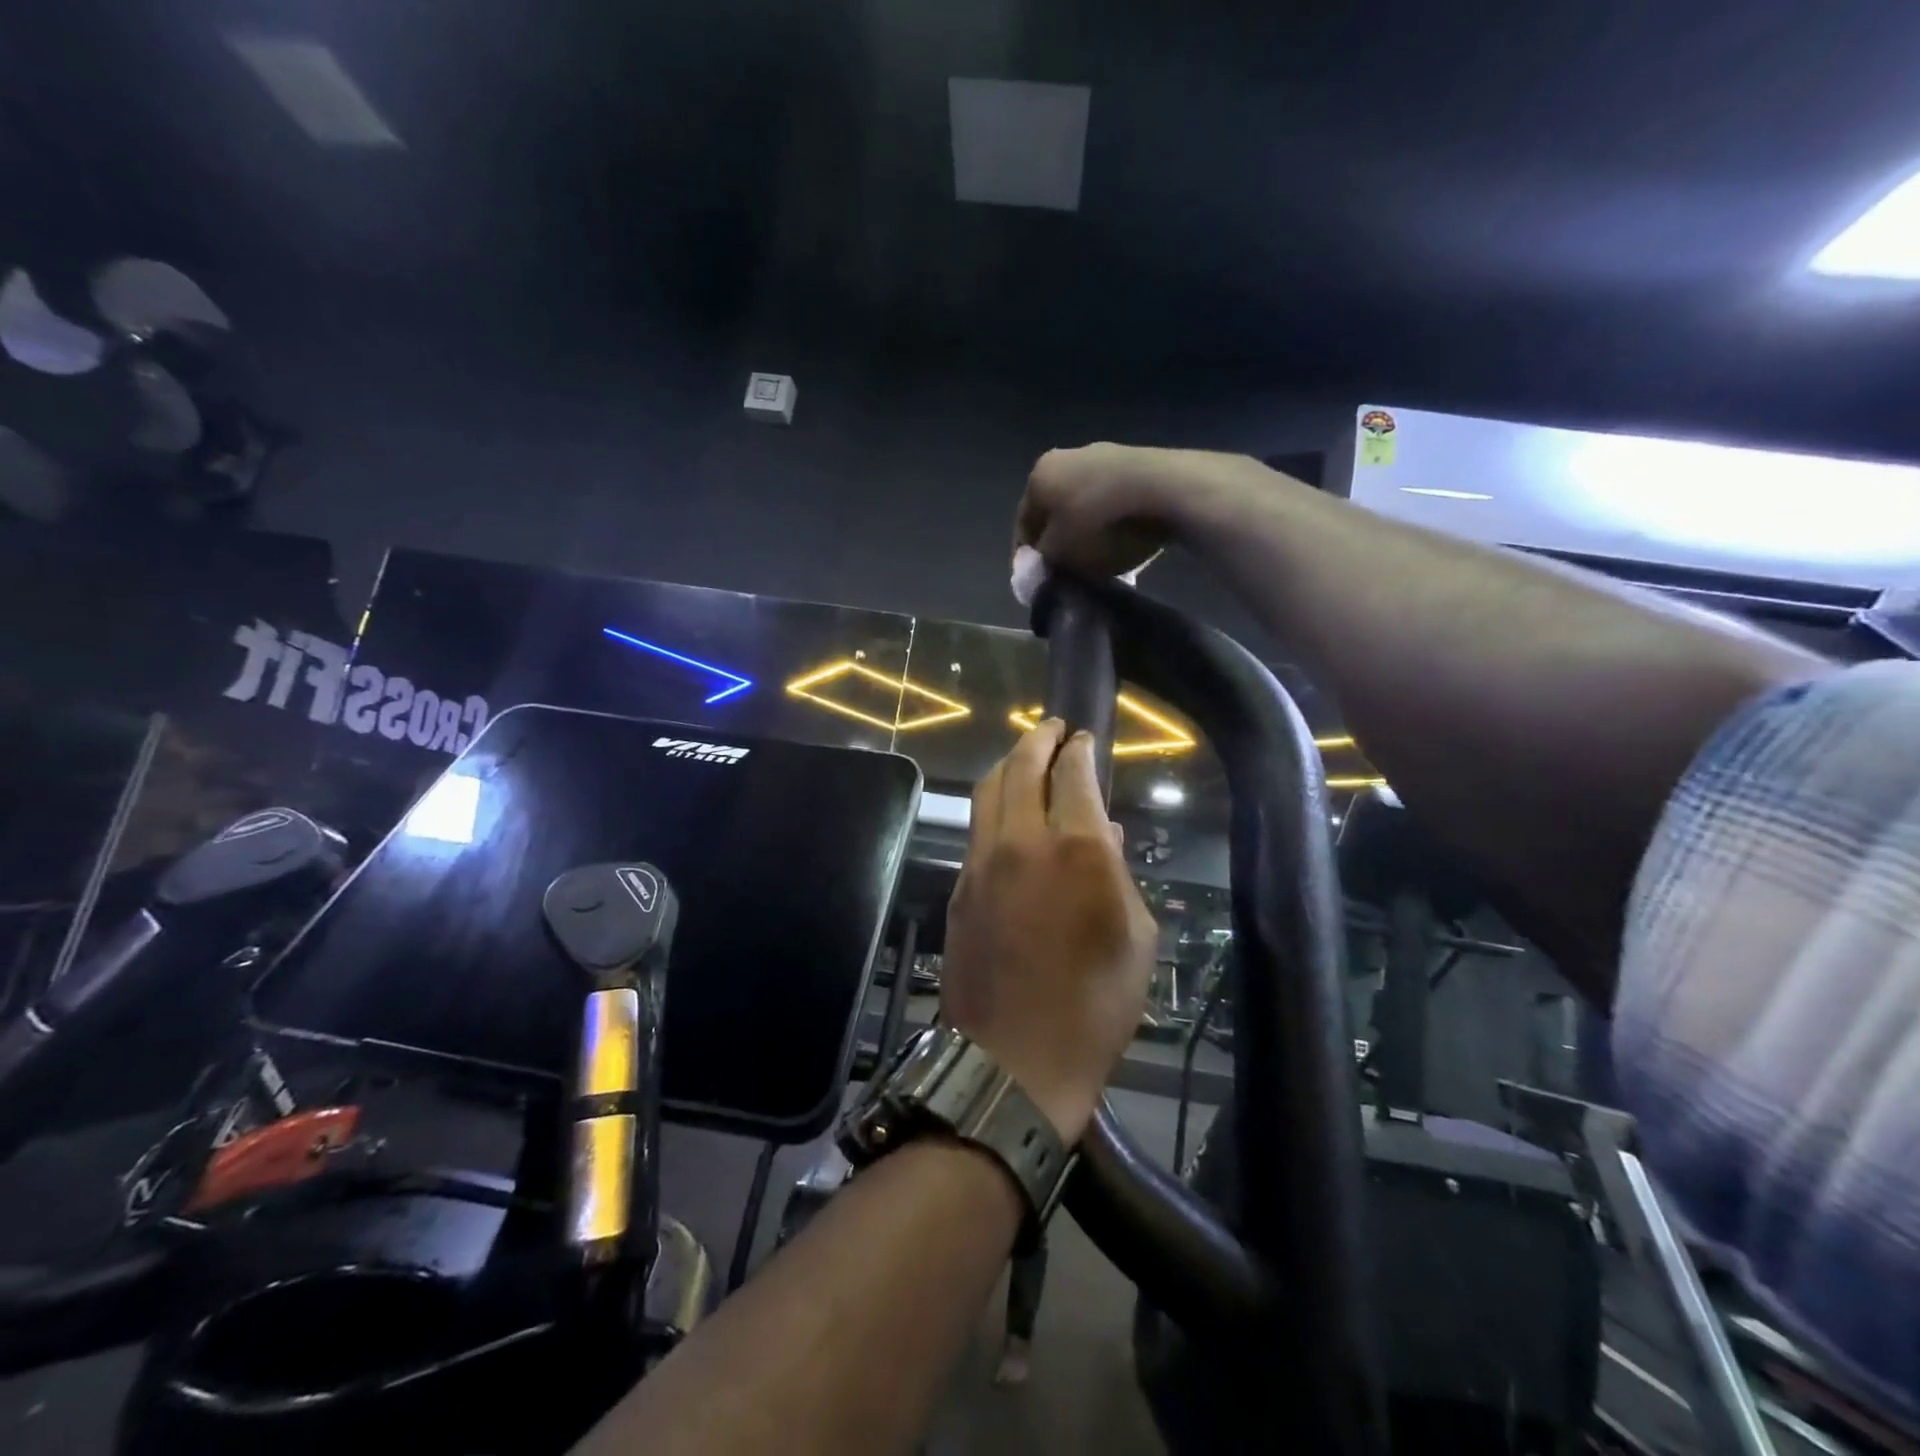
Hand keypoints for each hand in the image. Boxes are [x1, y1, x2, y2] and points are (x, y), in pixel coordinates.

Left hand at [940, 720, 1156, 1143]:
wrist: (1014, 1059)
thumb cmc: (1095, 1006)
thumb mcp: (1137, 939)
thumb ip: (1120, 875)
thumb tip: (1107, 836)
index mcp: (1079, 850)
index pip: (1073, 774)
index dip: (1079, 749)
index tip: (1083, 738)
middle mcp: (1025, 841)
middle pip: (1022, 765)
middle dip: (1038, 738)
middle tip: (1052, 727)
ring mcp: (984, 861)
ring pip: (990, 789)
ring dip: (1009, 763)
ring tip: (1025, 754)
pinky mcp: (960, 885)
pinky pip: (978, 826)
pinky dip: (995, 804)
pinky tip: (1008, 811)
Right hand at [1015, 444, 1279, 576]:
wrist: (1164, 491)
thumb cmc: (1098, 524)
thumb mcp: (1060, 555)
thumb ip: (1043, 562)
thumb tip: (1043, 564)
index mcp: (1039, 476)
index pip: (1023, 523)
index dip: (1026, 556)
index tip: (1035, 581)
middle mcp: (1067, 457)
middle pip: (1056, 511)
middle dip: (1060, 542)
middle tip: (1067, 573)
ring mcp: (1106, 455)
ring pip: (1087, 504)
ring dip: (1088, 532)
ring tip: (1099, 562)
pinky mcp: (1140, 462)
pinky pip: (1116, 500)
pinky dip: (1114, 522)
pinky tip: (1125, 542)